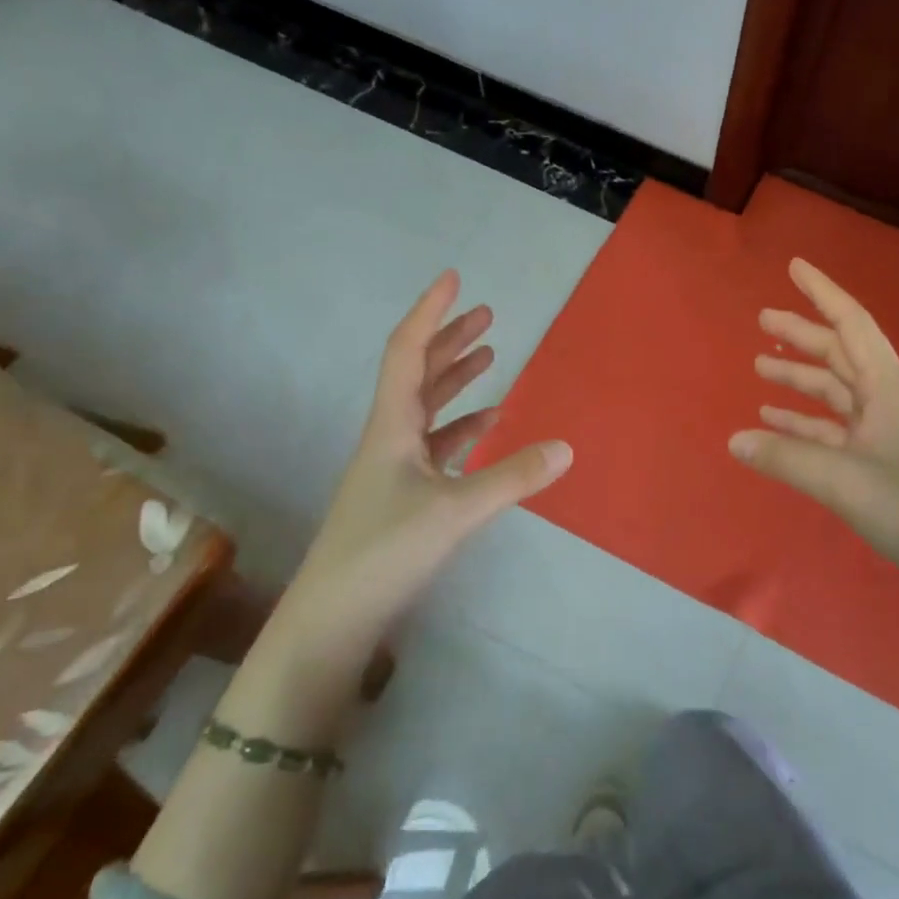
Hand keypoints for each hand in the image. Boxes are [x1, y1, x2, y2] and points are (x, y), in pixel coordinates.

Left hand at [267, 270, 572, 671]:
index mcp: (391, 426)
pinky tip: (489, 423)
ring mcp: (393, 467)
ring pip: (428, 406)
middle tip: (486, 313)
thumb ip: (511, 478)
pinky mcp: (402, 495)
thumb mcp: (454, 512)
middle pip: (418, 372)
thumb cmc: (384, 552)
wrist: (332, 619)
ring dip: (457, 378)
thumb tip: (567, 447)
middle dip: (450, 339)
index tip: (453, 278)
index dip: (430, 312)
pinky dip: (463, 427)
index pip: (407, 351)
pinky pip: (437, 445)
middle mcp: (389, 437)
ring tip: (491, 354)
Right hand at [729, 258, 898, 585]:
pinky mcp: (877, 458)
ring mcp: (882, 429)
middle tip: (762, 318)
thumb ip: (785, 457)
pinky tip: (774, 420)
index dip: (822, 292)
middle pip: (839, 352)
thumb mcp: (842, 479)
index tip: (794, 267)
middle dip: (802, 333)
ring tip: (760, 365)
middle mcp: (885, 398)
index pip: (851, 323)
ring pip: (834, 389)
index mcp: (886, 387)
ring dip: (799, 375)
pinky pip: (831, 426)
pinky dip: (803, 419)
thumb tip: (734, 440)